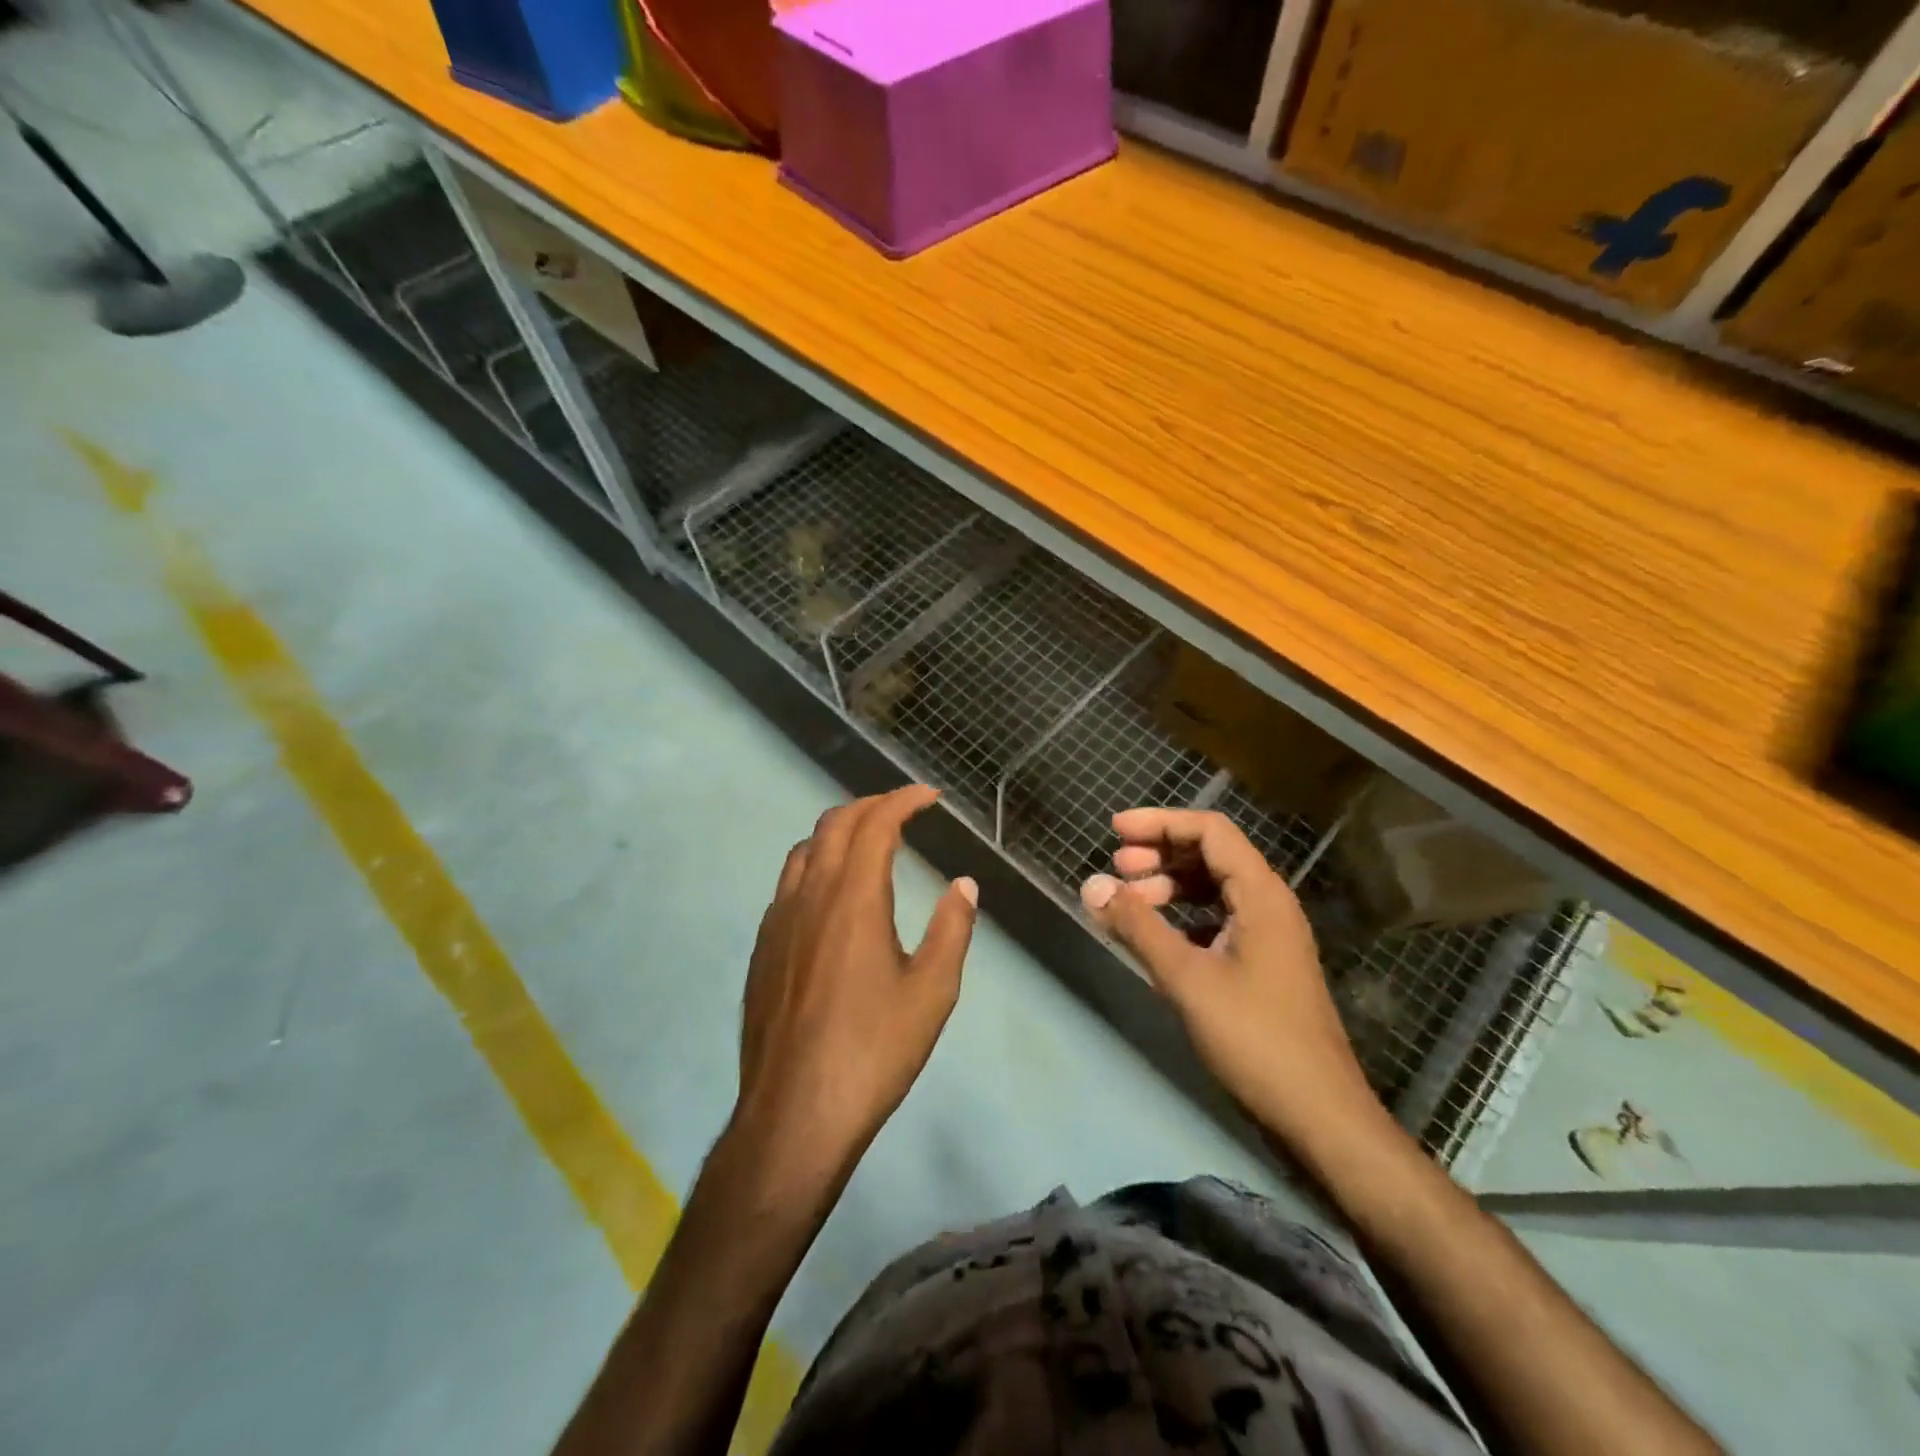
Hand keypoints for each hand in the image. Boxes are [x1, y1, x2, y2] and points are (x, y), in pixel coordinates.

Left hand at [732, 784, 977, 1191]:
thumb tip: (963, 885)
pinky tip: (833, 897)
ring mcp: (778, 921)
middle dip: (871, 805)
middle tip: (903, 810)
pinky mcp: (763, 947)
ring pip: (804, 850)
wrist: (795, 1113)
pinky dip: (816, 864)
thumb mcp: (932, 993)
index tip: (929, 796)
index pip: (875, 824)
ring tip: (868, 843)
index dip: (903, 800)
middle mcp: (809, 896)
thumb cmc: (873, 1051)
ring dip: (838, 832)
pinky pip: (788, 883)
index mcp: (852, 899)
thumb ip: (952, 930)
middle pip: (833, 824)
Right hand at [1081, 808, 1377, 1140]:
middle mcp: (1269, 904)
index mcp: (1261, 894)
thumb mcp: (1187, 978)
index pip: (1210, 831)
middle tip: (1117, 867)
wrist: (1319, 1115)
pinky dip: (1184, 918)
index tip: (1115, 830)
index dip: (1160, 823)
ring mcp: (1270, 936)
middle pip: (1212, 855)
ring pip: (1214, 890)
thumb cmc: (1254, 1038)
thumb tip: (1092, 885)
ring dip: (1170, 887)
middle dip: (1161, 854)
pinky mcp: (1264, 965)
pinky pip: (1219, 921)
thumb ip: (1137, 927)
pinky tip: (1157, 939)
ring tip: (1129, 902)